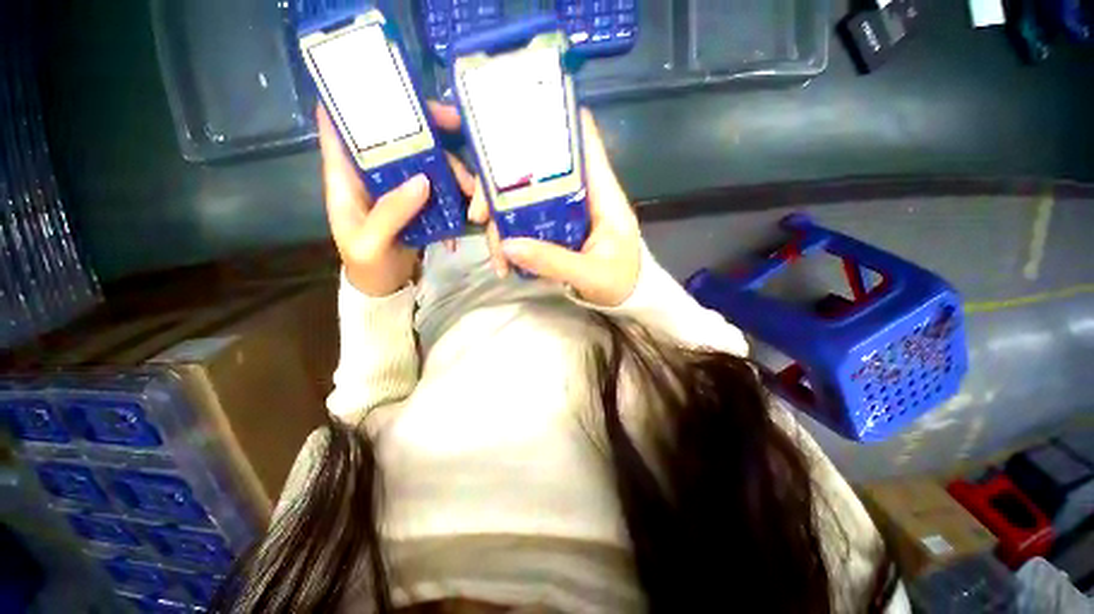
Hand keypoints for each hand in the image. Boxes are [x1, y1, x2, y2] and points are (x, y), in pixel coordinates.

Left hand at [318, 103, 475, 296]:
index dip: (357, 99)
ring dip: (452, 171)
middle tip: (458, 125)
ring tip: (473, 195)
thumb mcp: (371, 243)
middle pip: (396, 137)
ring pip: (426, 163)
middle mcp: (372, 175)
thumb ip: (391, 212)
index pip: (340, 126)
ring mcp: (398, 189)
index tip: (389, 85)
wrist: (385, 288)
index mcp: (345, 177)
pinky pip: (440, 189)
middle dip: (427, 128)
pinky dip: (456, 196)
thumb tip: (422, 180)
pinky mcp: (419, 204)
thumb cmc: (367, 266)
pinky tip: (466, 214)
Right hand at [468, 108, 641, 306]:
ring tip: (497, 259)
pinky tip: (504, 263)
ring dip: (500, 222)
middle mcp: (581, 193)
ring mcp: (565, 211)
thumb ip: (554, 261)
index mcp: (601, 192)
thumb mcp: (591, 274)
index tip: (509, 121)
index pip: (583, 138)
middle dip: (500, 186)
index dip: (553, 118)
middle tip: (478, 215)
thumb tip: (507, 245)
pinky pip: (526, 223)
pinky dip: (511, 240)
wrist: (628, 298)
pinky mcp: (556, 228)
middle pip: (536, 169)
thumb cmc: (621, 281)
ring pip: (524, 199)